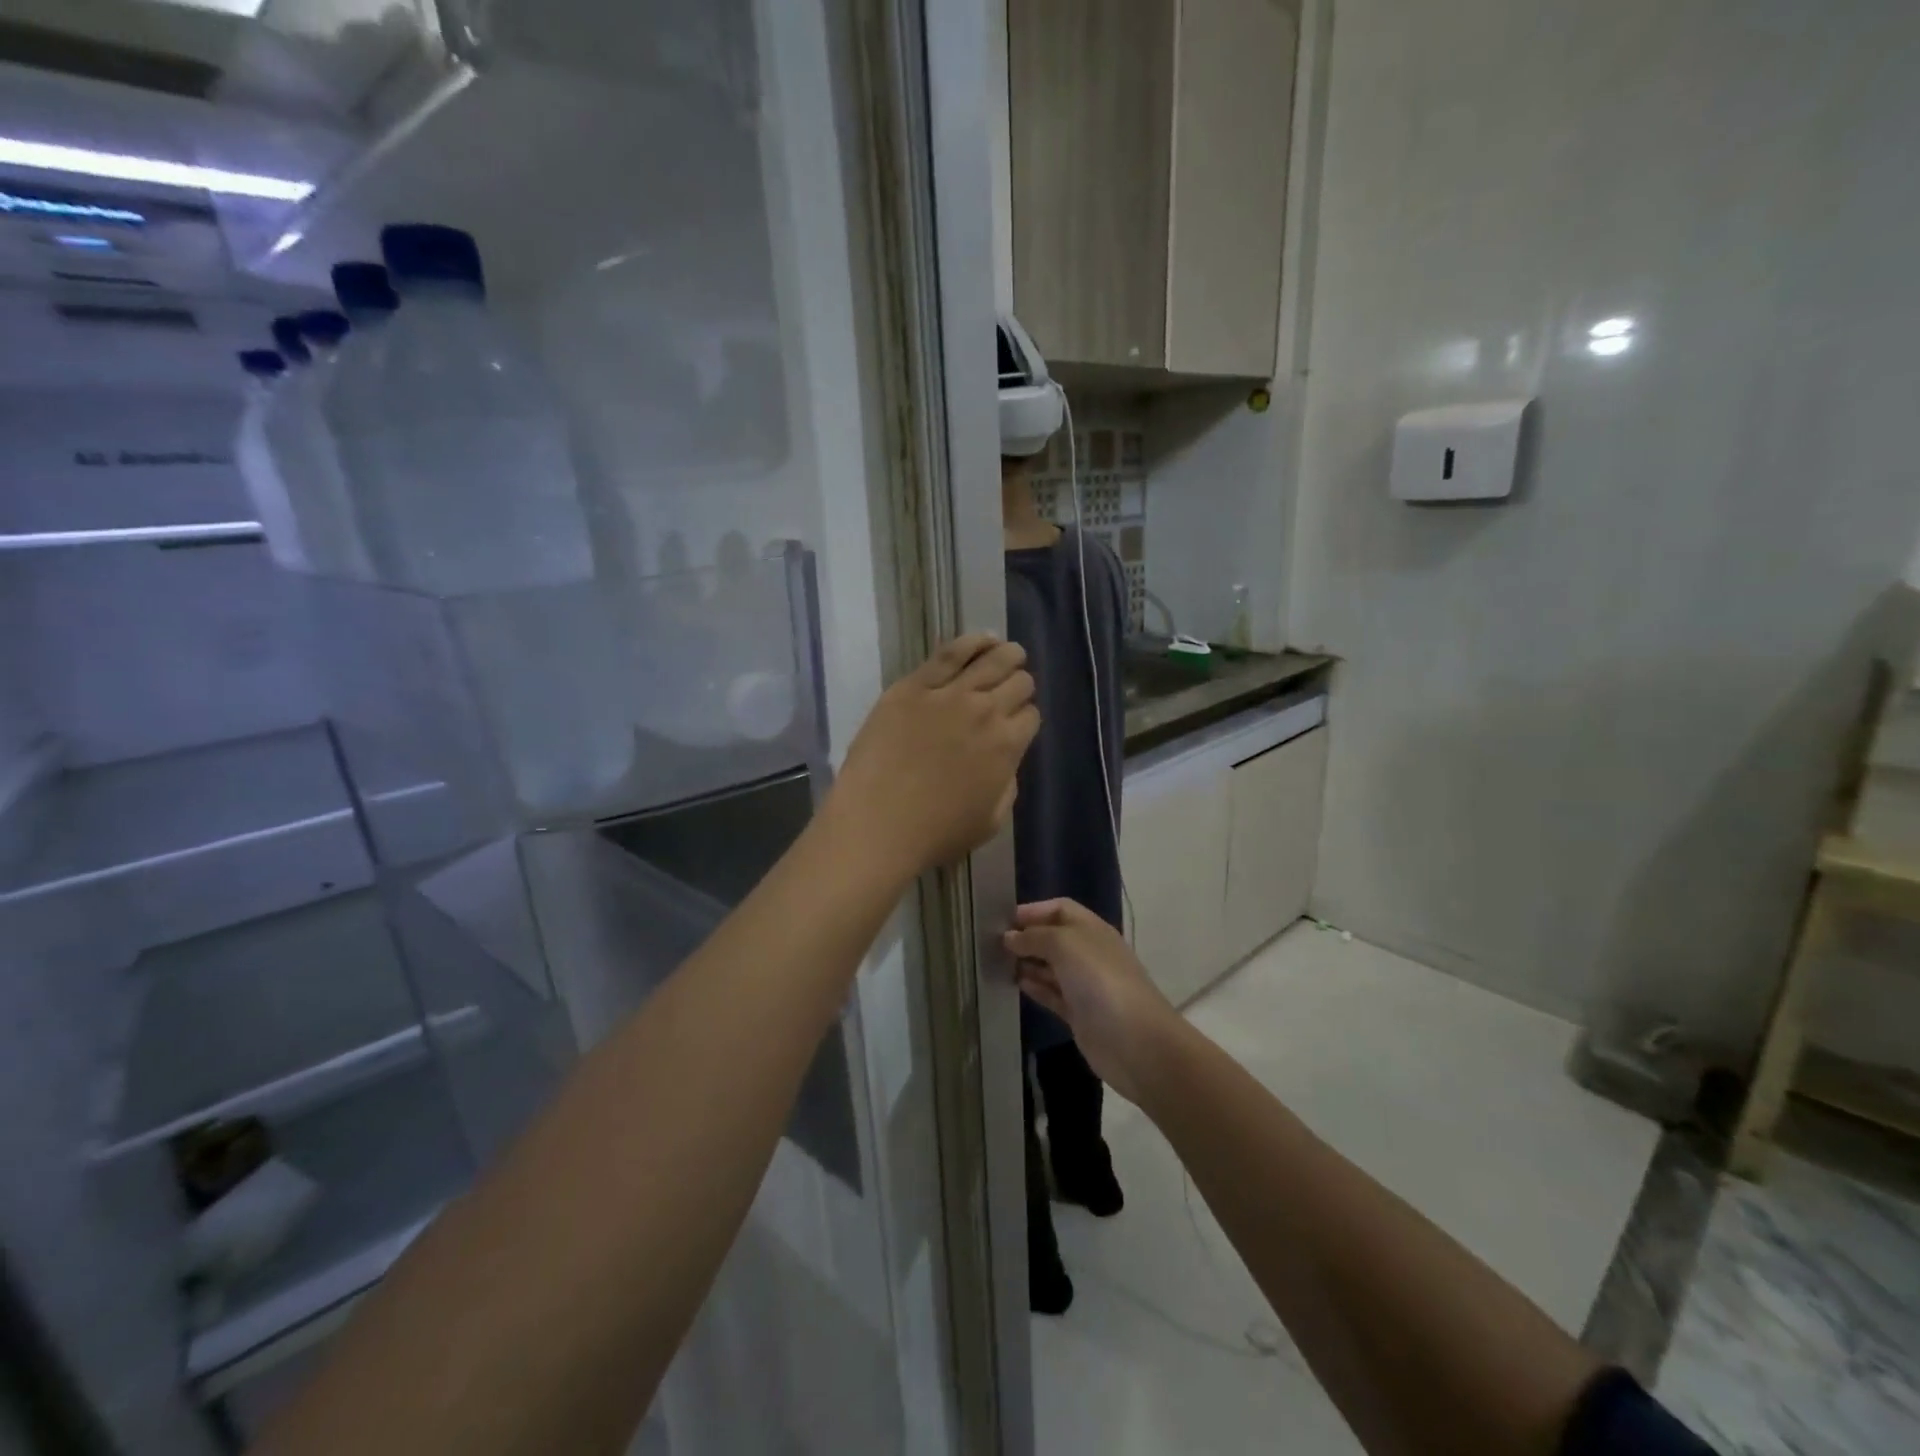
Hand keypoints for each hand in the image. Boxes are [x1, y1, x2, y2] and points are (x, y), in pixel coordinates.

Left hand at [828, 634, 1038, 877]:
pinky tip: (984, 639)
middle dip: (1020, 685)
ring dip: (1008, 655)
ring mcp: (948, 694)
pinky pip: (949, 653)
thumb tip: (1006, 761)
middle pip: (1017, 683)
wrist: (876, 824)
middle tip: (1012, 689)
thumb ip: (1007, 786)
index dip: (1025, 718)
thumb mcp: (990, 822)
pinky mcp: (913, 686)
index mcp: (1006, 747)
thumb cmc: (934, 834)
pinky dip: (972, 642)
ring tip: (1010, 652)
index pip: (1031, 716)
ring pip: (991, 660)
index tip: (1016, 723)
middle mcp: (985, 712)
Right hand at [1004, 900, 1182, 1104]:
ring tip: (997, 963)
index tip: (1002, 919)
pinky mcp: (1080, 1014)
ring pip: (1051, 967)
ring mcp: (1085, 985)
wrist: (1135, 1042)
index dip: (1034, 910)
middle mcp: (1089, 953)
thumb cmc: (1100, 981)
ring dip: (1028, 963)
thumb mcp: (1065, 945)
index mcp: (1092, 930)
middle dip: (1027, 937)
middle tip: (992, 944)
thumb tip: (1010, 937)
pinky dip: (1036, 987)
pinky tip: (1016, 984)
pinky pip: (1053, 994)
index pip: (1060, 909)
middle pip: (1054, 938)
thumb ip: (1035, 936)